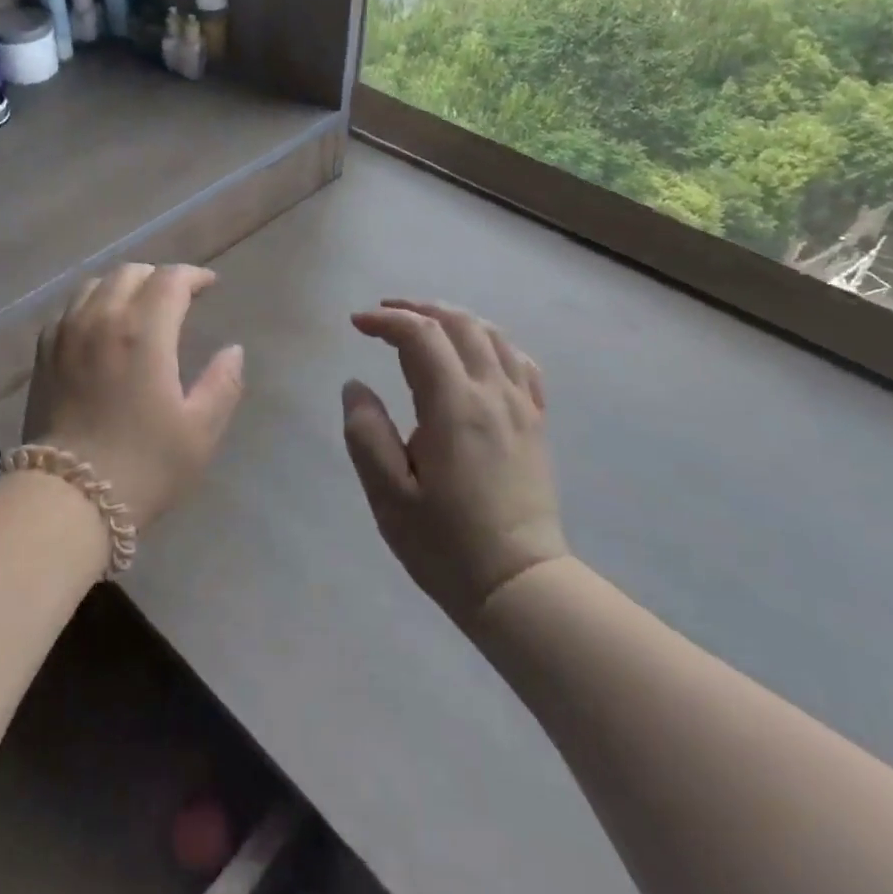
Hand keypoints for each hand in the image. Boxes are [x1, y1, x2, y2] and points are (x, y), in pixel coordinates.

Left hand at [22, 263, 246, 530]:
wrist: (67, 498)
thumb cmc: (143, 466)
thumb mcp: (200, 431)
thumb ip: (223, 384)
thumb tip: (233, 350)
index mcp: (143, 331)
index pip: (170, 279)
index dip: (194, 276)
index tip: (209, 286)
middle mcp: (101, 319)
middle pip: (130, 273)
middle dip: (159, 277)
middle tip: (178, 297)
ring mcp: (66, 333)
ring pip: (95, 285)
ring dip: (123, 286)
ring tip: (139, 307)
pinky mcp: (43, 353)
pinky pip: (69, 309)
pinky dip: (92, 305)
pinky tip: (100, 328)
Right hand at [343, 300, 568, 627]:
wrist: (518, 585)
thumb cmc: (444, 543)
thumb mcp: (387, 494)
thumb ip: (366, 432)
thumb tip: (355, 386)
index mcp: (454, 406)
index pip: (420, 336)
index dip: (386, 320)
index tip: (356, 324)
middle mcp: (492, 394)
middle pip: (460, 324)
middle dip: (418, 308)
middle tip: (384, 314)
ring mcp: (521, 407)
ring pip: (493, 336)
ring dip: (454, 319)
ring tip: (423, 324)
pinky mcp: (536, 424)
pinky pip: (521, 363)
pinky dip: (492, 343)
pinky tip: (476, 353)